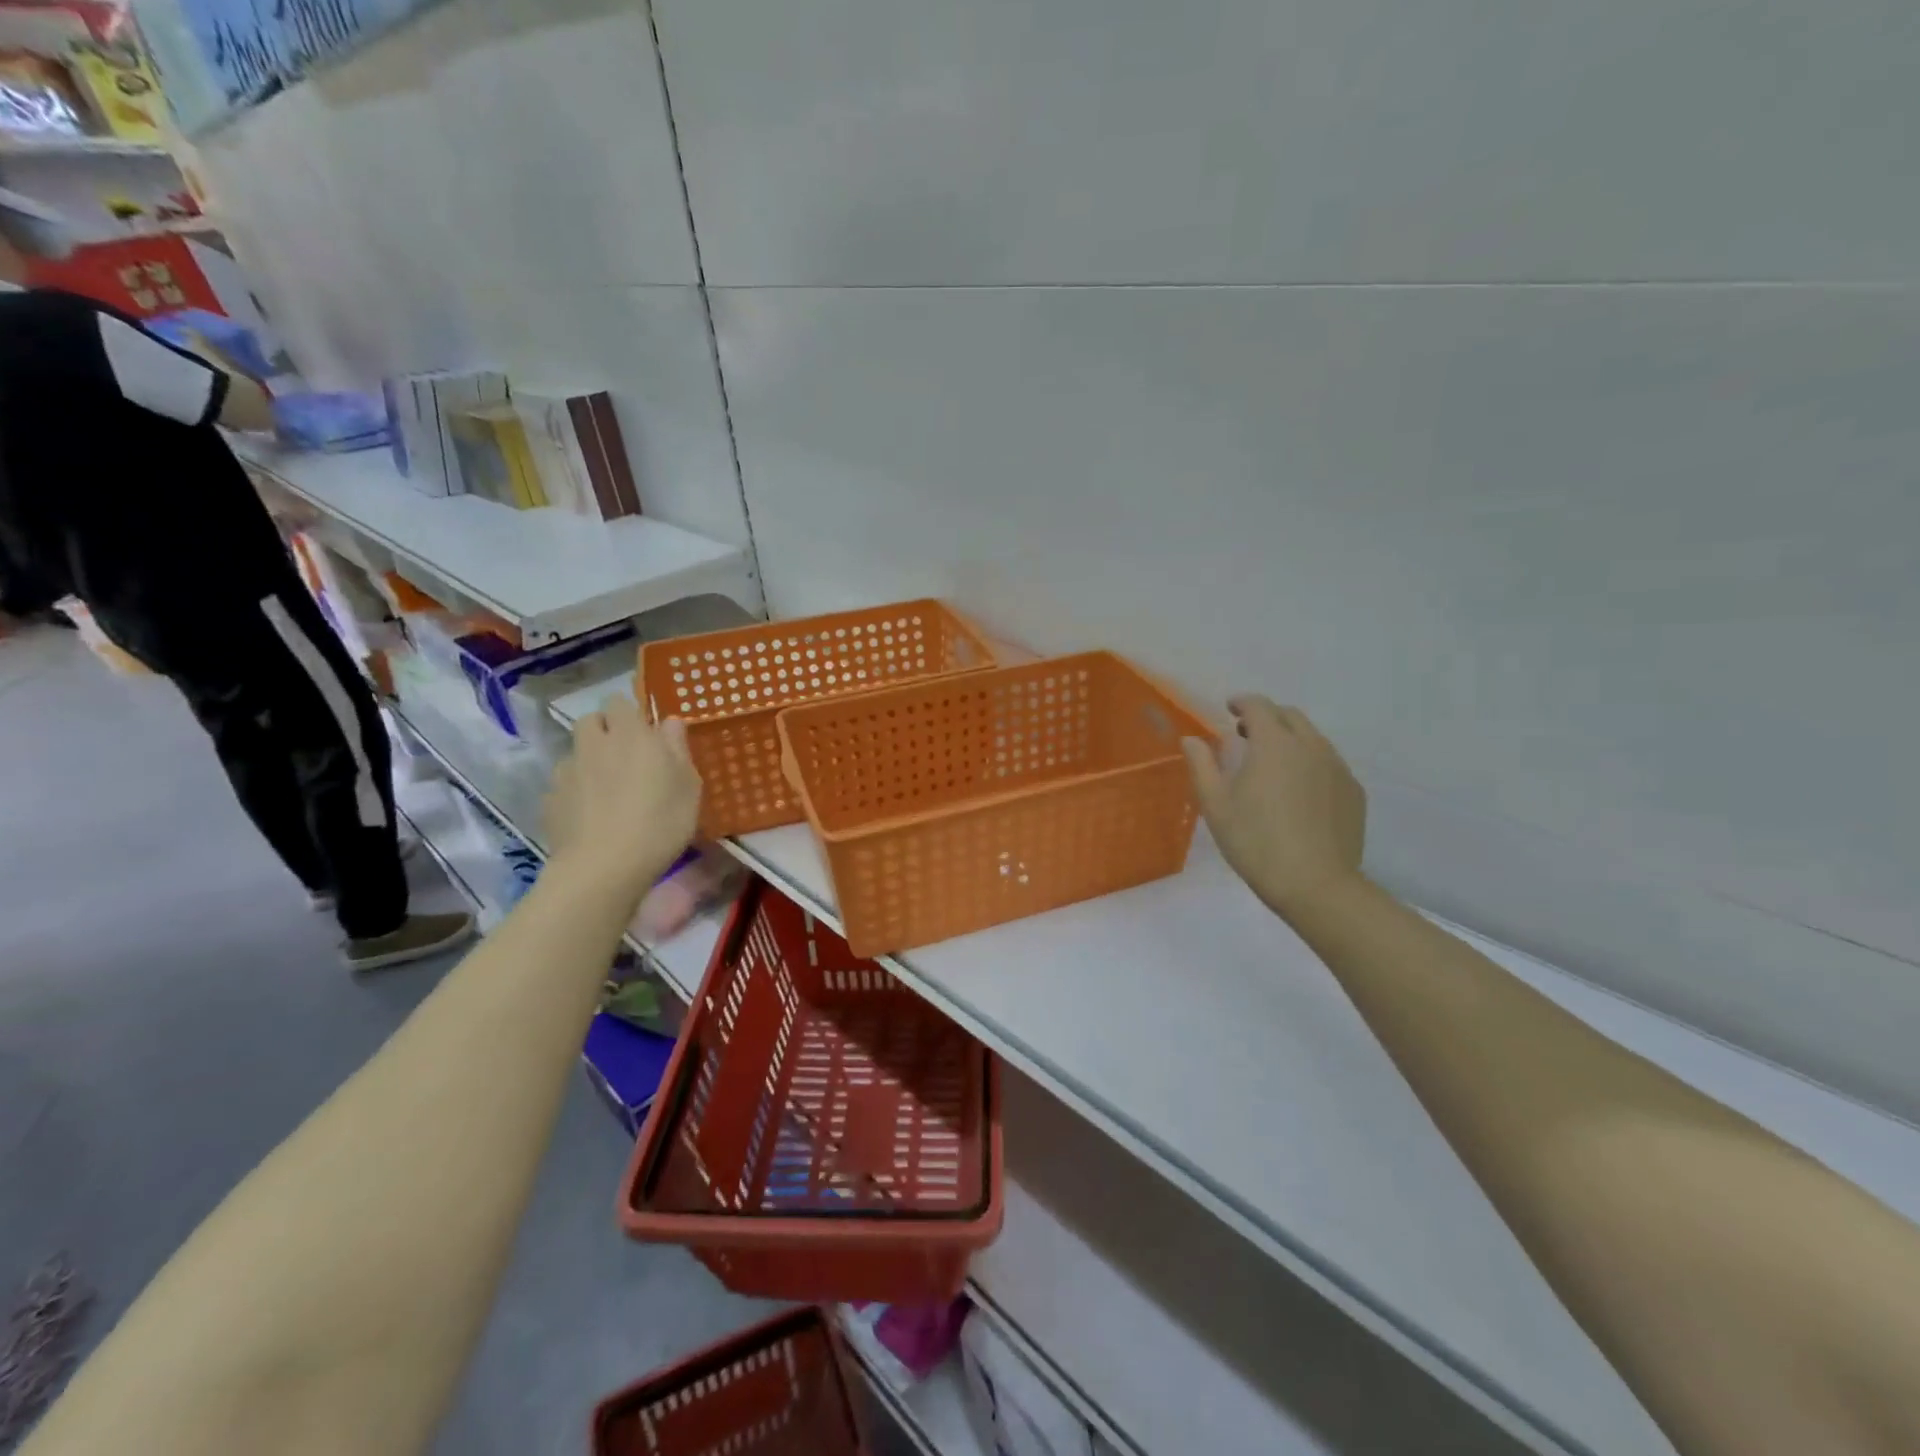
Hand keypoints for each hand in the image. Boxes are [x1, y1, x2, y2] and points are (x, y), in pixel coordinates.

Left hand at [543, 694, 700, 904]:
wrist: (603, 868)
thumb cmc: (660, 822)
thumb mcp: (688, 786)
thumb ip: (678, 748)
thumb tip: (669, 722)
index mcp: (631, 734)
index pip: (620, 701)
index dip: (631, 713)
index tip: (646, 732)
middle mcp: (594, 744)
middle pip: (591, 721)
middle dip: (605, 730)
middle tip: (626, 756)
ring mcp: (567, 772)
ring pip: (576, 752)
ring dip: (589, 761)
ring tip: (607, 790)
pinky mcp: (550, 800)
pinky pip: (564, 785)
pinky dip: (576, 792)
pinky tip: (591, 816)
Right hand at [1183, 696, 1367, 919]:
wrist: (1316, 885)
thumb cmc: (1255, 842)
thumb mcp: (1215, 804)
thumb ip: (1202, 765)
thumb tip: (1191, 739)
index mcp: (1274, 744)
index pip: (1259, 706)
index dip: (1242, 703)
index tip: (1229, 709)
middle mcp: (1310, 746)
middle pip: (1290, 716)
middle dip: (1267, 717)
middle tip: (1246, 734)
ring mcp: (1338, 768)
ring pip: (1313, 738)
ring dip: (1290, 739)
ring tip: (1272, 763)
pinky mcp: (1354, 791)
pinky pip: (1329, 763)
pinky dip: (1310, 762)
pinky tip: (1298, 791)